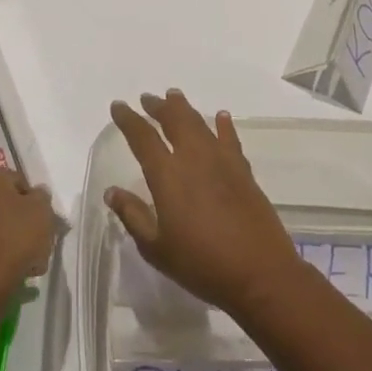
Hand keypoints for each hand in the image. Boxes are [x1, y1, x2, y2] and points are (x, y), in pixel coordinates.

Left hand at [0, 168, 55, 299]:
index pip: (19, 180)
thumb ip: (42, 196)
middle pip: (8, 206)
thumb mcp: (42, 209)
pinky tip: (16, 272)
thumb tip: (36, 195)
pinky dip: (2, 256)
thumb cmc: (16, 237)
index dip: (35, 199)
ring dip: (16, 242)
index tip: (45, 218)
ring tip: (33, 262)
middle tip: (42, 240)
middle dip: (26, 222)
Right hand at [105, 89, 302, 318]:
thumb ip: (133, 216)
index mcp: (167, 175)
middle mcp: (194, 158)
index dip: (129, 119)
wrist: (259, 273)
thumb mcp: (157, 248)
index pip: (143, 137)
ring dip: (185, 108)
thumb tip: (111, 191)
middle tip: (148, 98)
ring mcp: (222, 161)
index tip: (119, 106)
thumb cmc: (201, 264)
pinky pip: (230, 139)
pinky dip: (223, 125)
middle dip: (158, 106)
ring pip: (200, 123)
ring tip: (174, 97)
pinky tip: (221, 117)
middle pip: (174, 120)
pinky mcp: (243, 171)